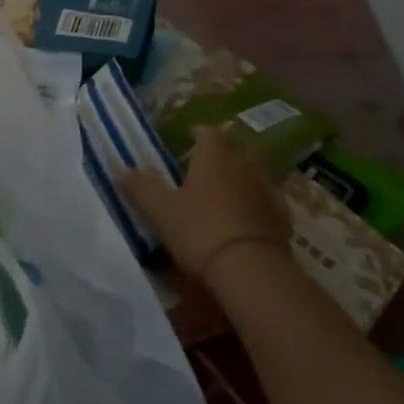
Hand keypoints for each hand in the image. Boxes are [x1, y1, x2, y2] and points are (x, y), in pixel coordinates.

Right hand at [120, 126, 291, 286]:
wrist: (252, 271)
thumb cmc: (200, 230)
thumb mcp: (160, 211)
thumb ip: (141, 187)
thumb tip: (121, 170)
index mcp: (214, 157)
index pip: (207, 132)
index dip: (196, 134)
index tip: (185, 141)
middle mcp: (244, 166)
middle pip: (233, 150)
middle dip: (219, 157)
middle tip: (201, 170)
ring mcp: (267, 191)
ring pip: (251, 176)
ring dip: (238, 181)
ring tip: (221, 197)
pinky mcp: (282, 219)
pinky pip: (264, 203)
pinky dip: (253, 206)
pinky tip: (242, 222)